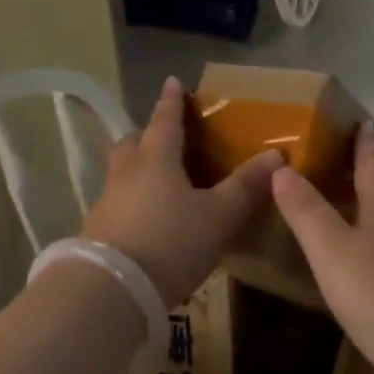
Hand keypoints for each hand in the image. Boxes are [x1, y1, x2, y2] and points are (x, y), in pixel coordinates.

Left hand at [83, 78, 282, 306]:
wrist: (109, 291)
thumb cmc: (169, 241)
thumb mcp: (217, 216)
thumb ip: (245, 187)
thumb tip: (276, 155)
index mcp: (156, 157)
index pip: (165, 118)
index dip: (172, 100)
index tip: (173, 81)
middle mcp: (127, 170)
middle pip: (134, 142)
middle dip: (149, 134)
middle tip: (168, 139)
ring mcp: (107, 200)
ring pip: (123, 171)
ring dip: (138, 167)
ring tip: (161, 180)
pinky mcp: (97, 230)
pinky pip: (118, 200)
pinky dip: (133, 199)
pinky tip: (148, 218)